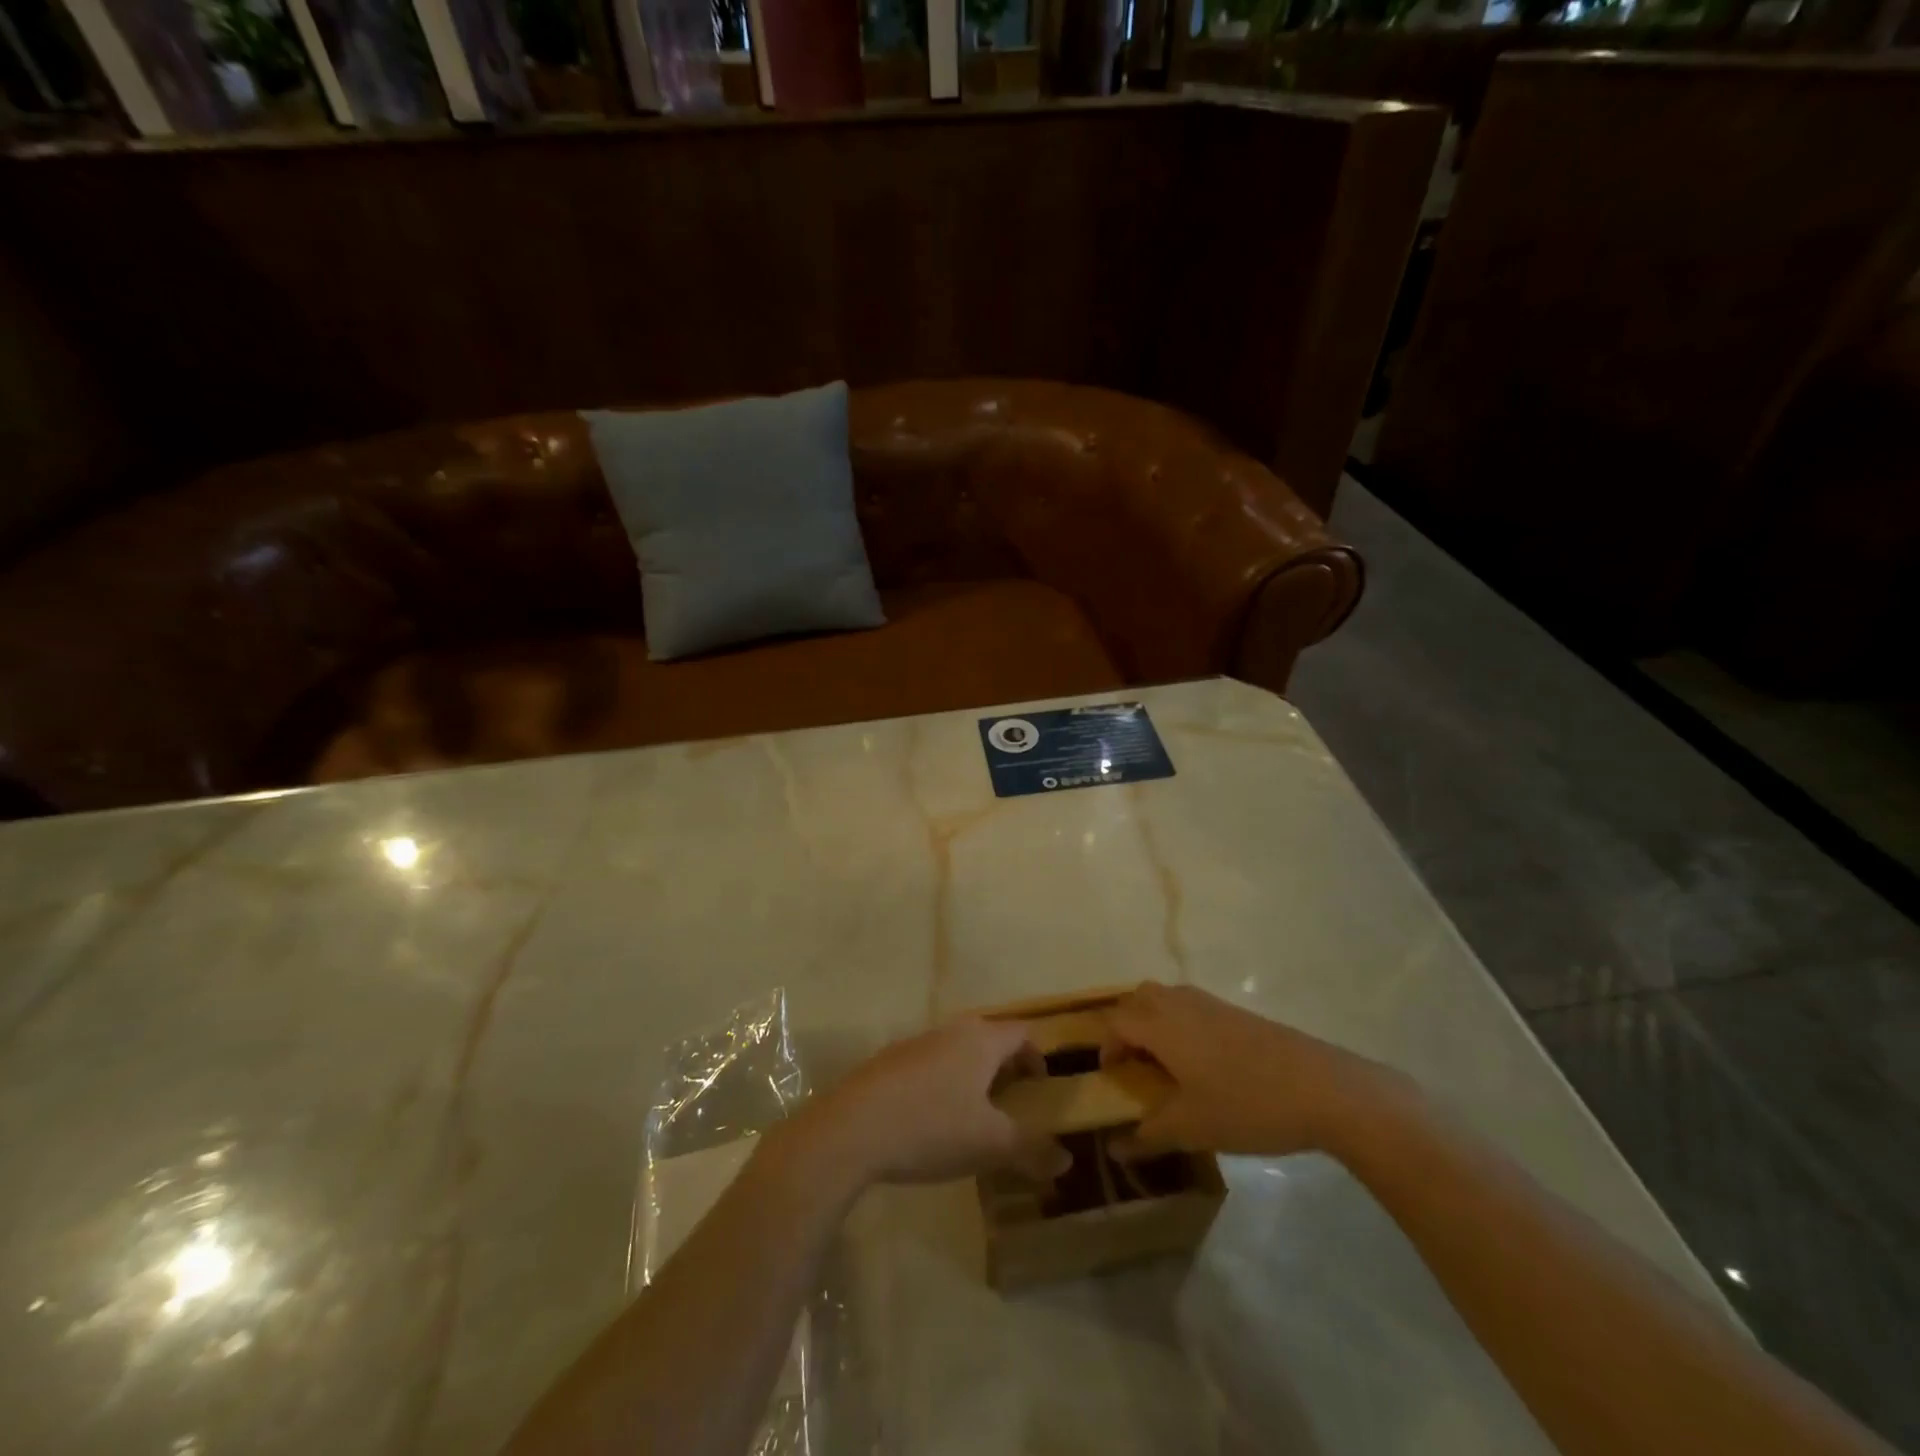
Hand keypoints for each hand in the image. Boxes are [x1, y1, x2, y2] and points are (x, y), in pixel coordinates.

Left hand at [794, 1018, 1066, 1187]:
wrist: (852, 1129)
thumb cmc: (932, 1127)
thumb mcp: (991, 1145)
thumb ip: (1031, 1150)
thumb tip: (1065, 1159)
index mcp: (981, 1040)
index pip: (1022, 1032)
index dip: (1038, 1055)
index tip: (1042, 1087)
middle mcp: (950, 1031)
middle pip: (988, 1037)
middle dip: (1005, 1066)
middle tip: (1013, 1102)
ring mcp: (915, 1044)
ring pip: (956, 1050)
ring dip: (972, 1075)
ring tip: (975, 1115)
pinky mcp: (888, 1062)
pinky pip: (929, 1065)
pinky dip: (942, 1084)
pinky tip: (932, 1121)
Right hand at [1100, 982, 1406, 1159]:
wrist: (1323, 1089)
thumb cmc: (1246, 1105)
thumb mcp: (1192, 1129)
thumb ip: (1149, 1135)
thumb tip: (1116, 1148)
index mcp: (1162, 1025)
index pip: (1117, 1021)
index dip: (1107, 1046)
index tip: (1113, 1078)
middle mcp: (1181, 1004)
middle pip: (1138, 998)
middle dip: (1127, 1024)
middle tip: (1134, 1064)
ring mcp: (1212, 1004)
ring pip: (1167, 998)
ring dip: (1155, 1022)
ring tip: (1167, 1064)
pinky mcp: (1238, 1013)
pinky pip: (1193, 1006)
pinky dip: (1182, 1024)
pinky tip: (1204, 1064)